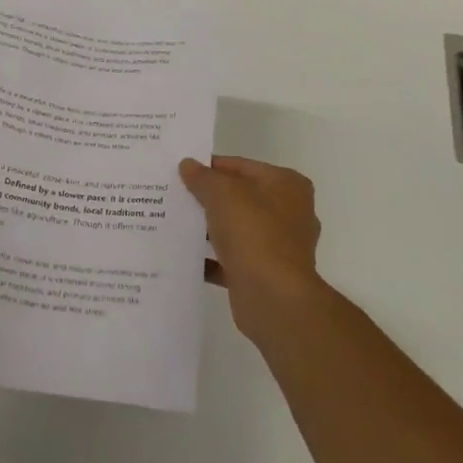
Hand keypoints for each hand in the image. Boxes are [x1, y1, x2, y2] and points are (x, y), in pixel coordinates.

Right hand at [178, 155, 323, 340]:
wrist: (273, 297)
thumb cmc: (253, 232)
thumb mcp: (223, 193)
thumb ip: (203, 177)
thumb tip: (188, 165)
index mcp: (288, 185)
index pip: (243, 167)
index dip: (212, 167)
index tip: (183, 170)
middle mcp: (289, 213)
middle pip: (241, 198)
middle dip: (210, 198)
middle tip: (175, 194)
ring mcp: (278, 247)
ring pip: (236, 229)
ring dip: (209, 228)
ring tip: (174, 222)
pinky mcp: (264, 275)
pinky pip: (231, 260)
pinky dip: (210, 258)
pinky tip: (183, 255)